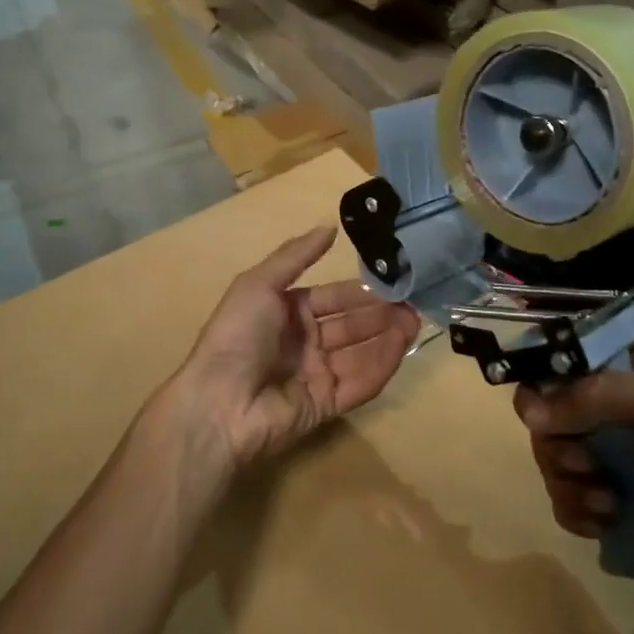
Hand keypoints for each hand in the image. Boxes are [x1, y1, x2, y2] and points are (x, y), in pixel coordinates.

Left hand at [164, 226, 420, 475]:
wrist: (219, 401)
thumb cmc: (237, 335)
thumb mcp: (258, 283)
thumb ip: (295, 256)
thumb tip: (329, 227)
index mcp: (286, 313)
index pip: (332, 298)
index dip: (360, 291)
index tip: (393, 281)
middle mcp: (303, 342)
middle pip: (350, 325)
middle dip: (380, 314)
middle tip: (412, 303)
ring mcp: (315, 375)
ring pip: (359, 353)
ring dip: (387, 338)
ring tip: (414, 322)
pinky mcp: (326, 405)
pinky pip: (359, 384)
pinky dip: (380, 365)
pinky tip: (400, 347)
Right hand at [513, 333, 633, 592]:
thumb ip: (594, 396)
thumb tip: (528, 413)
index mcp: (630, 360)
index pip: (564, 346)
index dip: (543, 370)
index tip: (541, 404)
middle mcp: (612, 397)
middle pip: (546, 405)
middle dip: (557, 442)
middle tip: (584, 462)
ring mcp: (609, 447)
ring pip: (550, 453)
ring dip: (569, 482)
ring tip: (607, 502)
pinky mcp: (607, 491)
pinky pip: (563, 494)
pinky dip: (577, 509)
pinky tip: (608, 520)